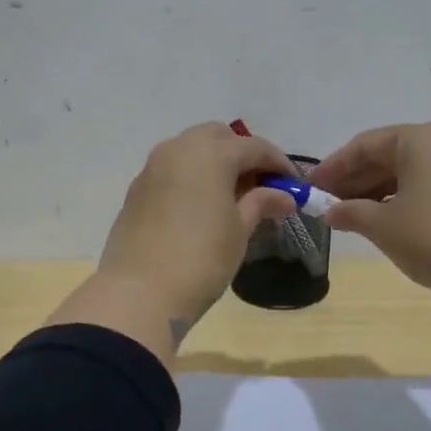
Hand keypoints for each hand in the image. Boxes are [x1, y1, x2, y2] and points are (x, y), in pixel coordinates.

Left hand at [48, 123, 298, 362]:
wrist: (140, 293)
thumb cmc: (201, 259)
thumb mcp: (239, 230)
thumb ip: (261, 203)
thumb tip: (284, 196)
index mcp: (210, 153)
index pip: (254, 147)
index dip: (279, 164)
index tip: (294, 185)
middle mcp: (178, 149)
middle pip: (218, 137)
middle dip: (242, 155)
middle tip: (259, 186)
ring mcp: (152, 168)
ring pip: (190, 150)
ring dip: (214, 164)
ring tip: (231, 198)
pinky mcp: (136, 190)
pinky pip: (171, 171)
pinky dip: (191, 178)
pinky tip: (200, 208)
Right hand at [309, 122, 430, 311]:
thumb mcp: (383, 226)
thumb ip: (351, 213)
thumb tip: (331, 211)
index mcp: (420, 139)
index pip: (365, 145)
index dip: (333, 167)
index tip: (309, 186)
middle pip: (388, 155)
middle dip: (355, 179)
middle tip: (326, 202)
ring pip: (409, 171)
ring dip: (376, 191)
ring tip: (350, 215)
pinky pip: (428, 184)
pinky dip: (402, 198)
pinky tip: (384, 220)